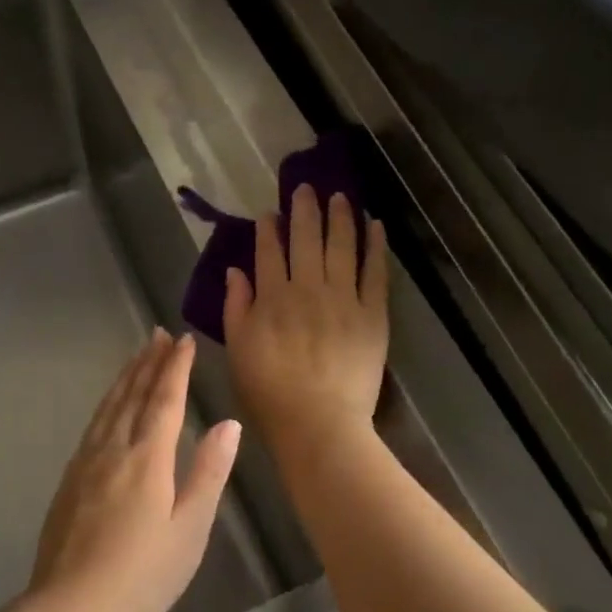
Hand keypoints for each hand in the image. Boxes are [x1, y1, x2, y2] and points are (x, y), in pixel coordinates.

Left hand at [27, 330, 240, 611]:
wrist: (70, 610)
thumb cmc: (142, 577)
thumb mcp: (189, 530)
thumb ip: (209, 473)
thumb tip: (228, 423)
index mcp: (147, 458)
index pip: (164, 399)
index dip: (175, 367)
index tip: (183, 340)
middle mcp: (113, 449)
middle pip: (133, 395)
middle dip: (148, 362)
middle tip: (158, 334)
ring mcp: (85, 463)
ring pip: (108, 406)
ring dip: (125, 377)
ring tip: (136, 355)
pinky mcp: (69, 479)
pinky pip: (93, 424)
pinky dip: (106, 403)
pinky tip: (109, 406)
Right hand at [223, 186, 388, 459]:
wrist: (319, 424)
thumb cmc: (270, 393)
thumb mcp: (238, 351)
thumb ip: (236, 308)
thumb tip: (235, 271)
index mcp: (272, 297)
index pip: (269, 252)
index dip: (269, 229)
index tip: (270, 213)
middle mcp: (308, 288)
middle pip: (306, 239)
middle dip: (305, 210)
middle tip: (306, 188)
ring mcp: (344, 299)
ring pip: (342, 246)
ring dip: (340, 217)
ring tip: (340, 195)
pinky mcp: (373, 314)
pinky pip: (376, 272)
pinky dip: (376, 246)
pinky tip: (375, 225)